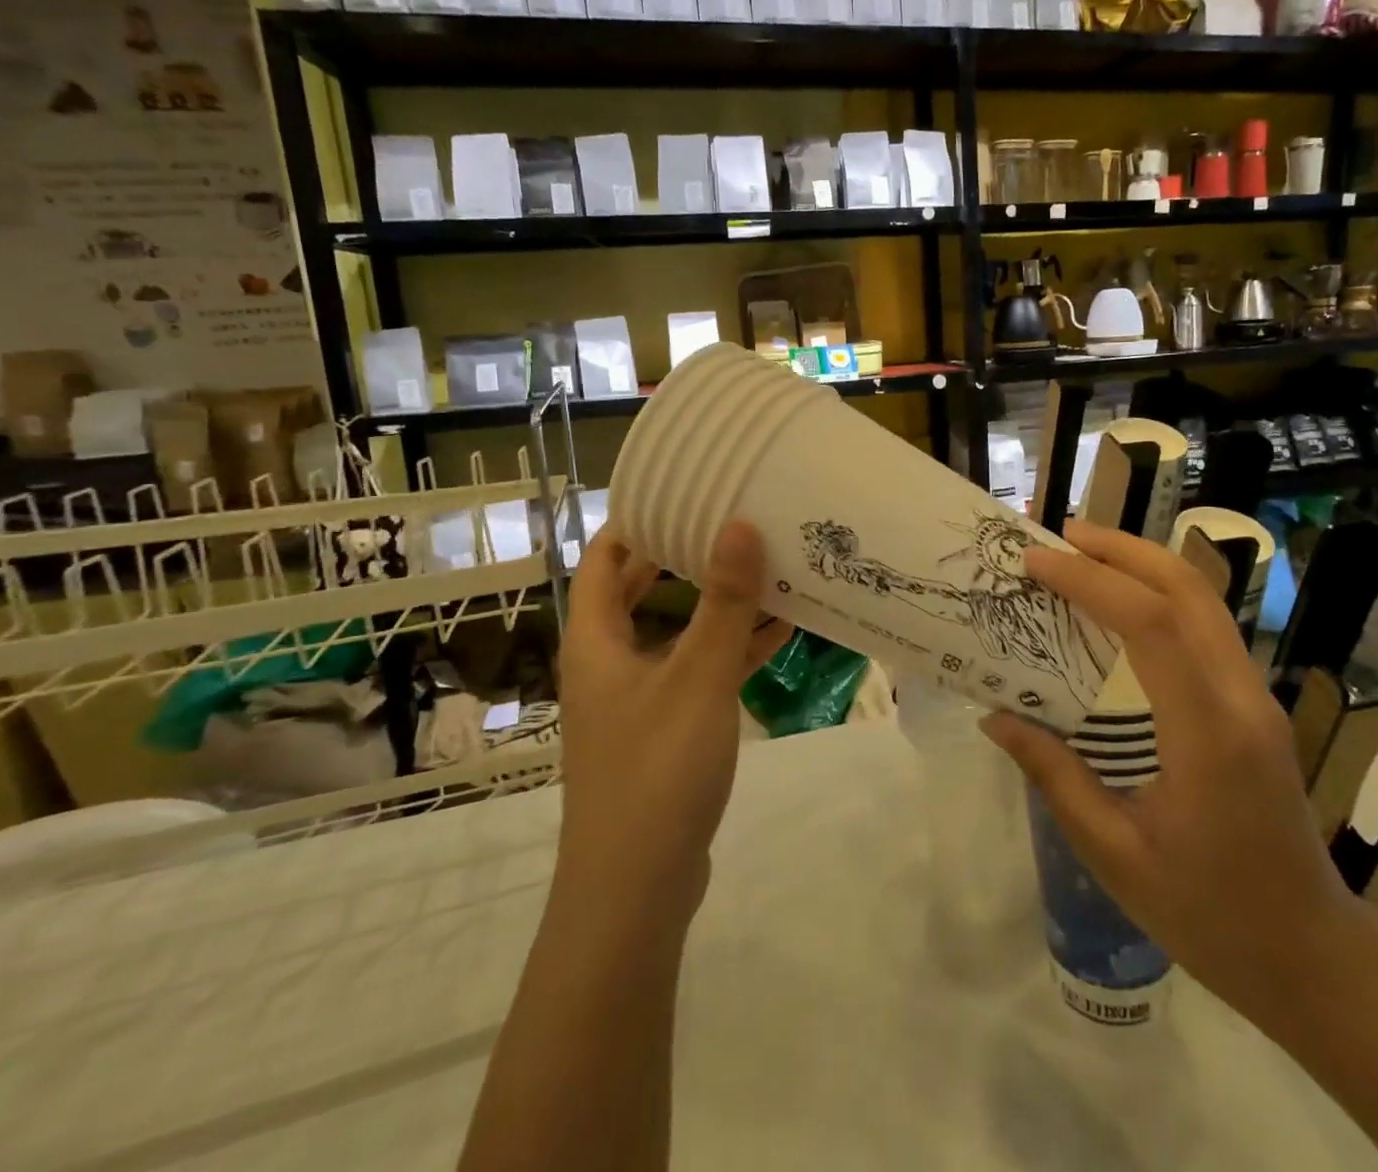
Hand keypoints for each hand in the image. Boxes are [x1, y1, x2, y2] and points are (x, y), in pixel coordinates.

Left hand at [556, 521, 791, 945]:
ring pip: (679, 632)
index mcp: (597, 641)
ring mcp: (640, 700)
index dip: (634, 520)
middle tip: (731, 518)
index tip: (680, 488)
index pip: (603, 559)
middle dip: (682, 555)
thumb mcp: (697, 677)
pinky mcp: (668, 731)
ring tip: (767, 564)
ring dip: (717, 603)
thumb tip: (739, 524)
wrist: (636, 891)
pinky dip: (732, 649)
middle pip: (641, 591)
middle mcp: (612, 663)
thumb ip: (723, 602)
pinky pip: (700, 671)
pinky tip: (780, 632)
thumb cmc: (656, 770)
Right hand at [981, 519, 1359, 1024]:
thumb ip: (1054, 775)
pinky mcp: (1255, 703)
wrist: (1310, 954)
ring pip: (1204, 599)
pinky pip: (1206, 625)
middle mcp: (1242, 697)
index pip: (1151, 623)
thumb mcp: (1114, 853)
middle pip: (1188, 588)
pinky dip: (1160, 595)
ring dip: (1143, 564)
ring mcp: (1257, 695)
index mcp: (1209, 733)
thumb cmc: (1208, 913)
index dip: (1090, 581)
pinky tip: (1121, 605)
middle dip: (1121, 549)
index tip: (1036, 563)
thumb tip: (995, 717)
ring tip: (1084, 554)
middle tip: (1060, 535)